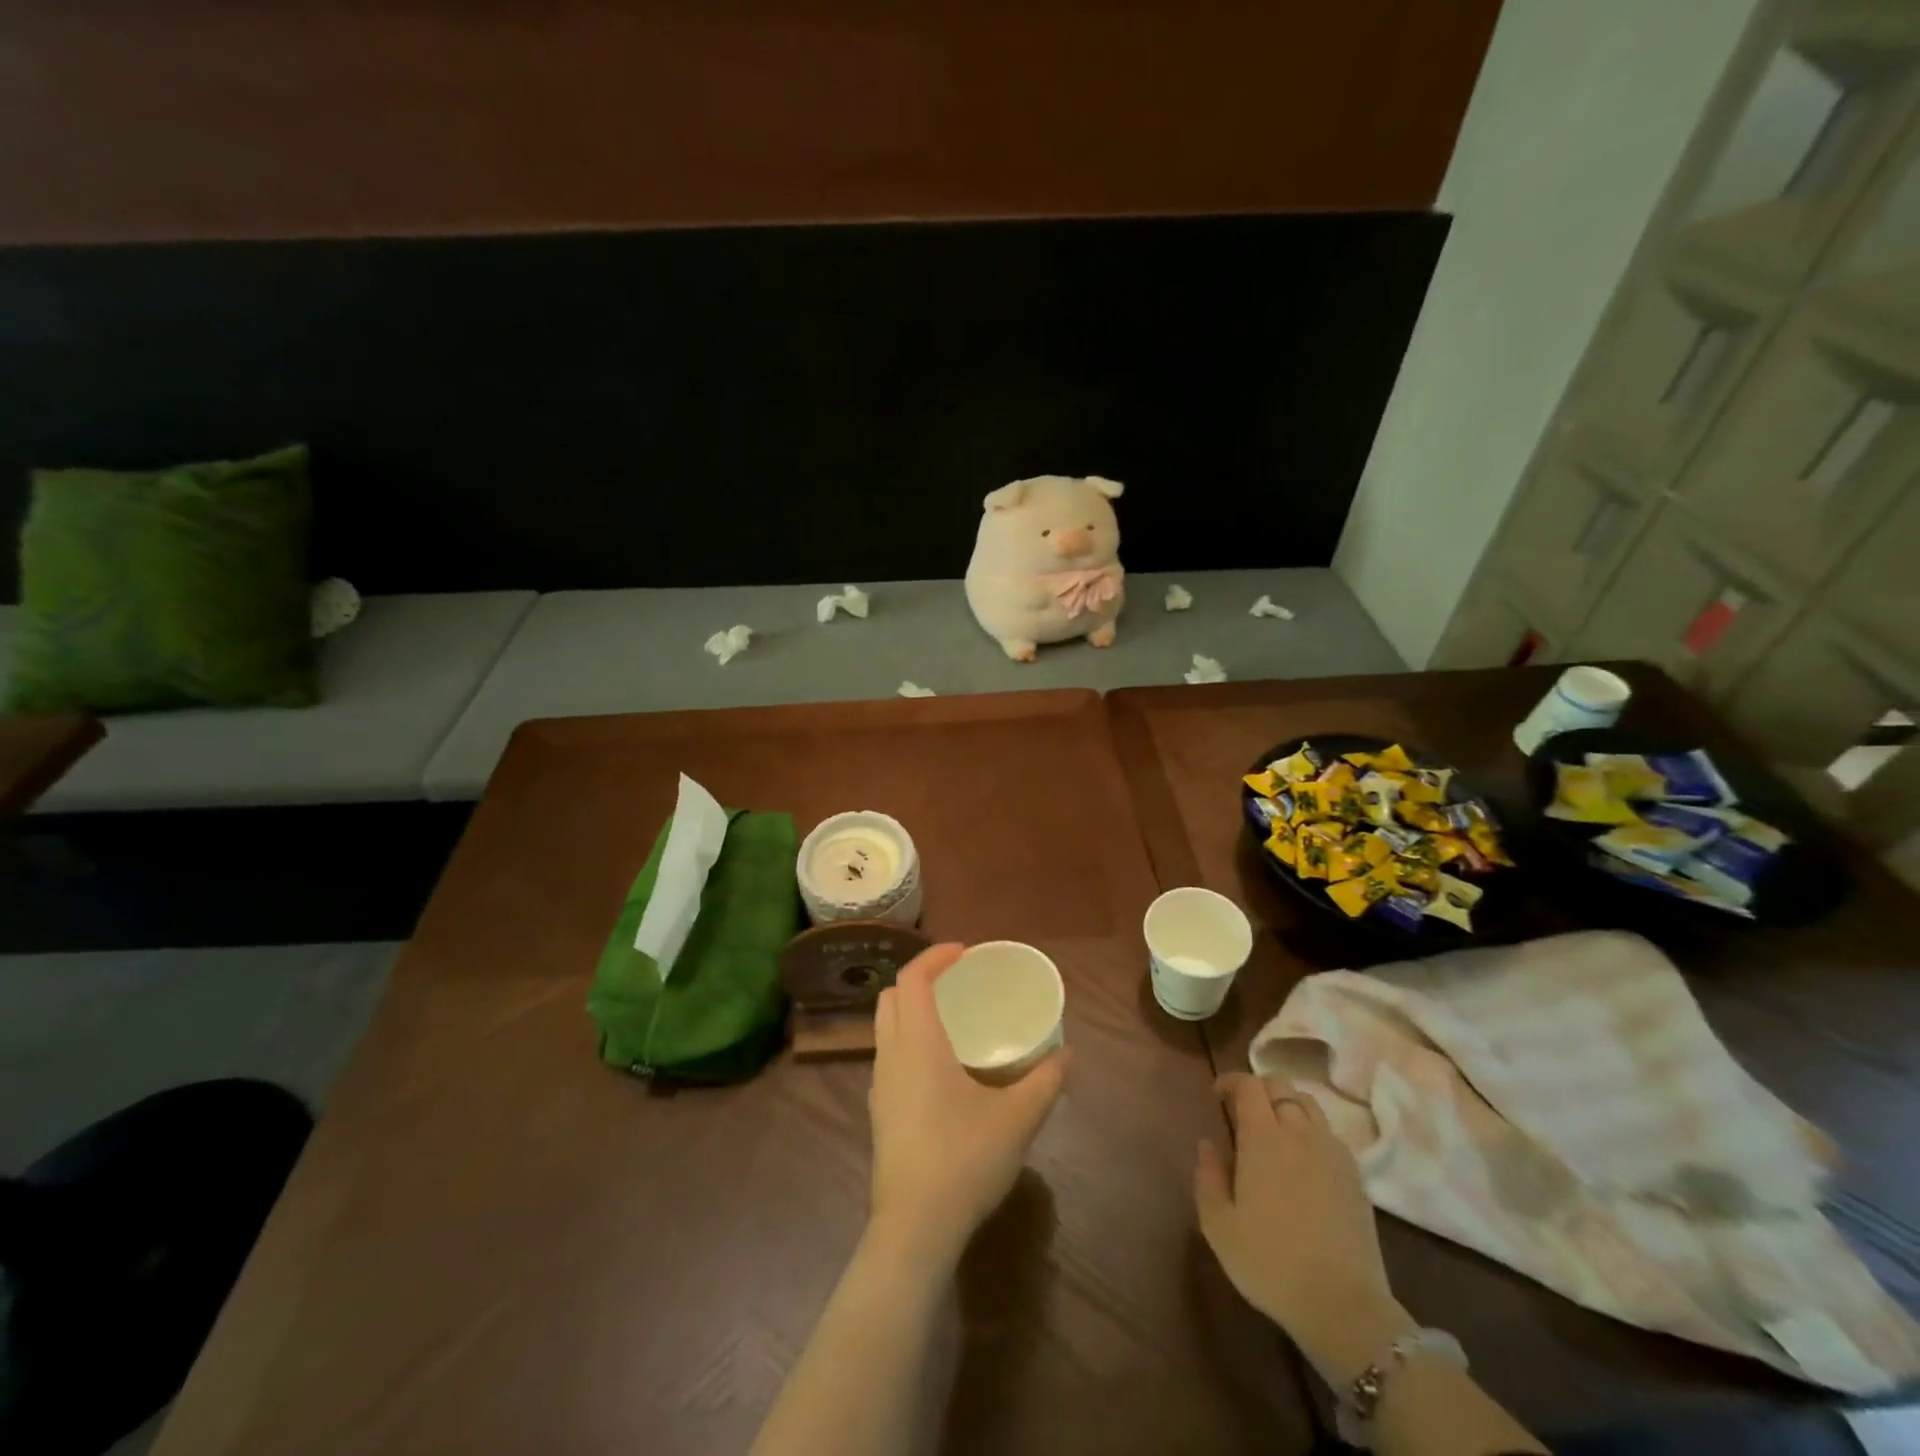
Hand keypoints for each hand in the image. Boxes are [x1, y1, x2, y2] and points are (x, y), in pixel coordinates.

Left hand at [868, 944, 1068, 1270]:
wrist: (914, 1229)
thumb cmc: (964, 1160)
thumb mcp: (1017, 1118)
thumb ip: (1045, 1082)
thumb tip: (1068, 1055)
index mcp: (918, 1043)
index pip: (912, 978)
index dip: (934, 956)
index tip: (964, 952)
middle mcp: (890, 1055)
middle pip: (891, 997)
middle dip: (919, 978)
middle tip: (956, 981)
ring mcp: (879, 1086)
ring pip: (885, 1027)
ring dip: (910, 1010)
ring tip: (950, 1019)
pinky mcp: (879, 1112)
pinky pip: (888, 1056)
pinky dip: (907, 1040)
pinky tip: (940, 1067)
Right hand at [1195, 1073, 1413, 1380]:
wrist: (1343, 1306)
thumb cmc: (1270, 1262)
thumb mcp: (1218, 1224)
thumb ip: (1207, 1175)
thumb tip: (1208, 1143)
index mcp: (1263, 1136)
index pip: (1248, 1084)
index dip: (1230, 1081)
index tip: (1217, 1097)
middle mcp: (1300, 1132)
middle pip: (1281, 1086)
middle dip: (1259, 1089)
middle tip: (1243, 1112)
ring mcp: (1333, 1152)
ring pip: (1309, 1105)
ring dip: (1288, 1105)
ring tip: (1275, 1131)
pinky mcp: (1356, 1176)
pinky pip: (1330, 1134)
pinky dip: (1312, 1131)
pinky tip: (1304, 1160)